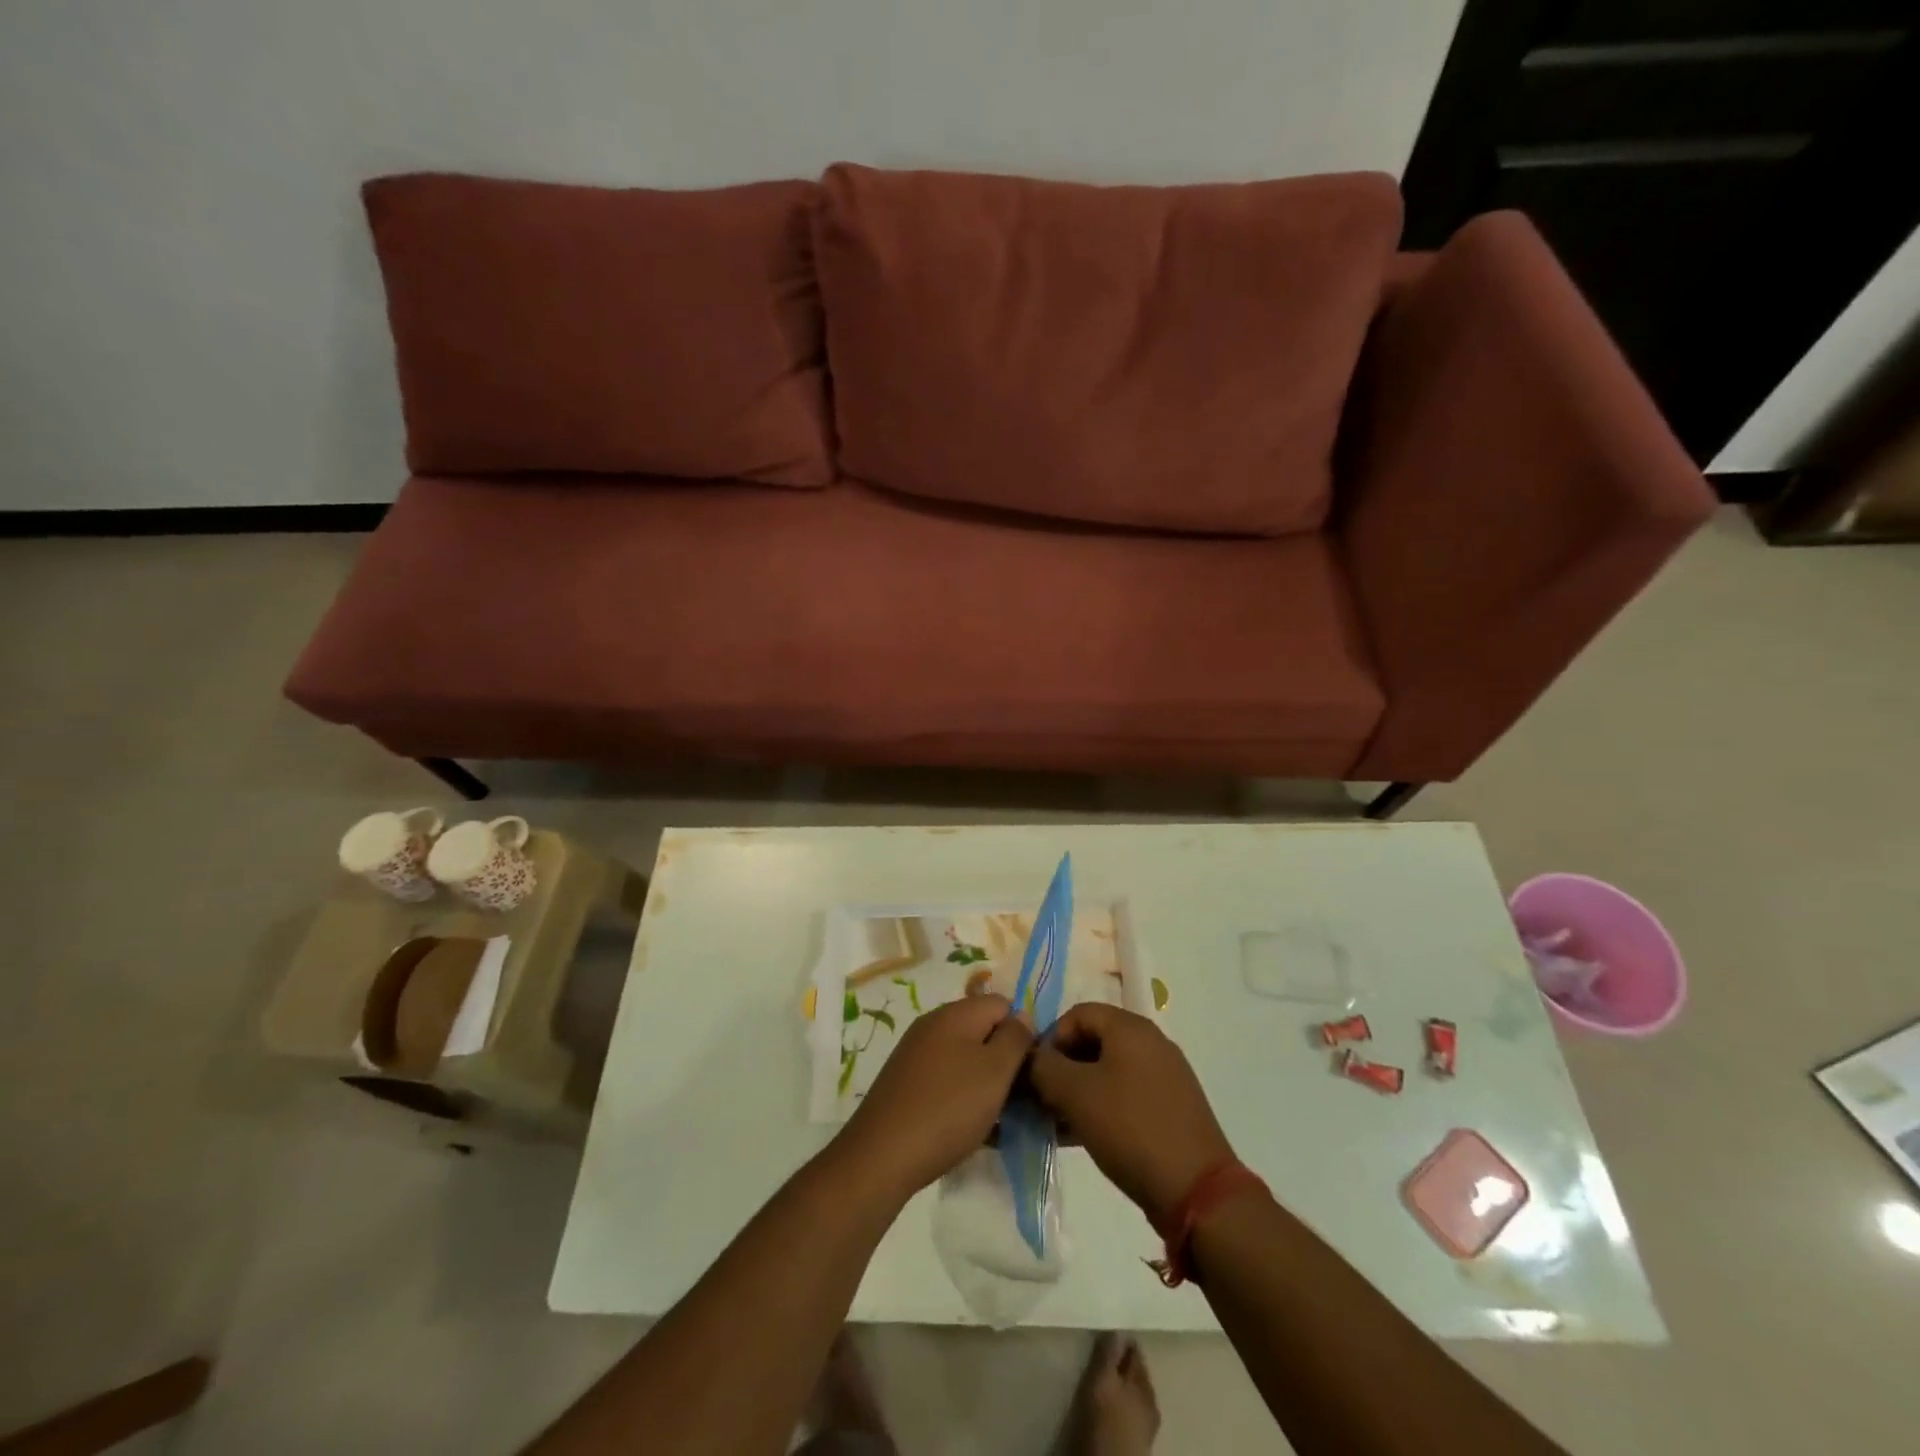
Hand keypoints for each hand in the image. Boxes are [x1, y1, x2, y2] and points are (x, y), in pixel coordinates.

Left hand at [836, 994, 1033, 1201]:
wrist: (882, 1155)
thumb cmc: (948, 1108)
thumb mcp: (995, 1071)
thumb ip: (1015, 1038)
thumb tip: (1022, 1017)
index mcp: (956, 1013)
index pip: (1003, 1005)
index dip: (1022, 1033)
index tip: (1029, 1070)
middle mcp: (933, 1024)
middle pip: (983, 1030)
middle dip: (1004, 1061)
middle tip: (1016, 1098)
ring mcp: (916, 1053)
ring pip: (965, 1058)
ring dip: (984, 1083)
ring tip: (996, 1118)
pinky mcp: (906, 1081)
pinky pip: (946, 1079)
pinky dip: (962, 1096)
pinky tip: (969, 1128)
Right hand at [1029, 1003, 1235, 1228]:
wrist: (1196, 1191)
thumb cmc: (1130, 1129)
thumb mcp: (1075, 1094)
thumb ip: (1044, 1068)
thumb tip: (1031, 1058)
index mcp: (1130, 1028)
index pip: (1077, 1014)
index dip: (1049, 1038)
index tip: (1034, 1074)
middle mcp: (1151, 1043)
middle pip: (1093, 1041)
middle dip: (1062, 1068)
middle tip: (1041, 1100)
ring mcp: (1164, 1076)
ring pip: (1107, 1071)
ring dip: (1077, 1091)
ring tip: (1057, 1124)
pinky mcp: (1170, 1107)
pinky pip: (1125, 1094)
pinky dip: (1100, 1107)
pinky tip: (1081, 1137)